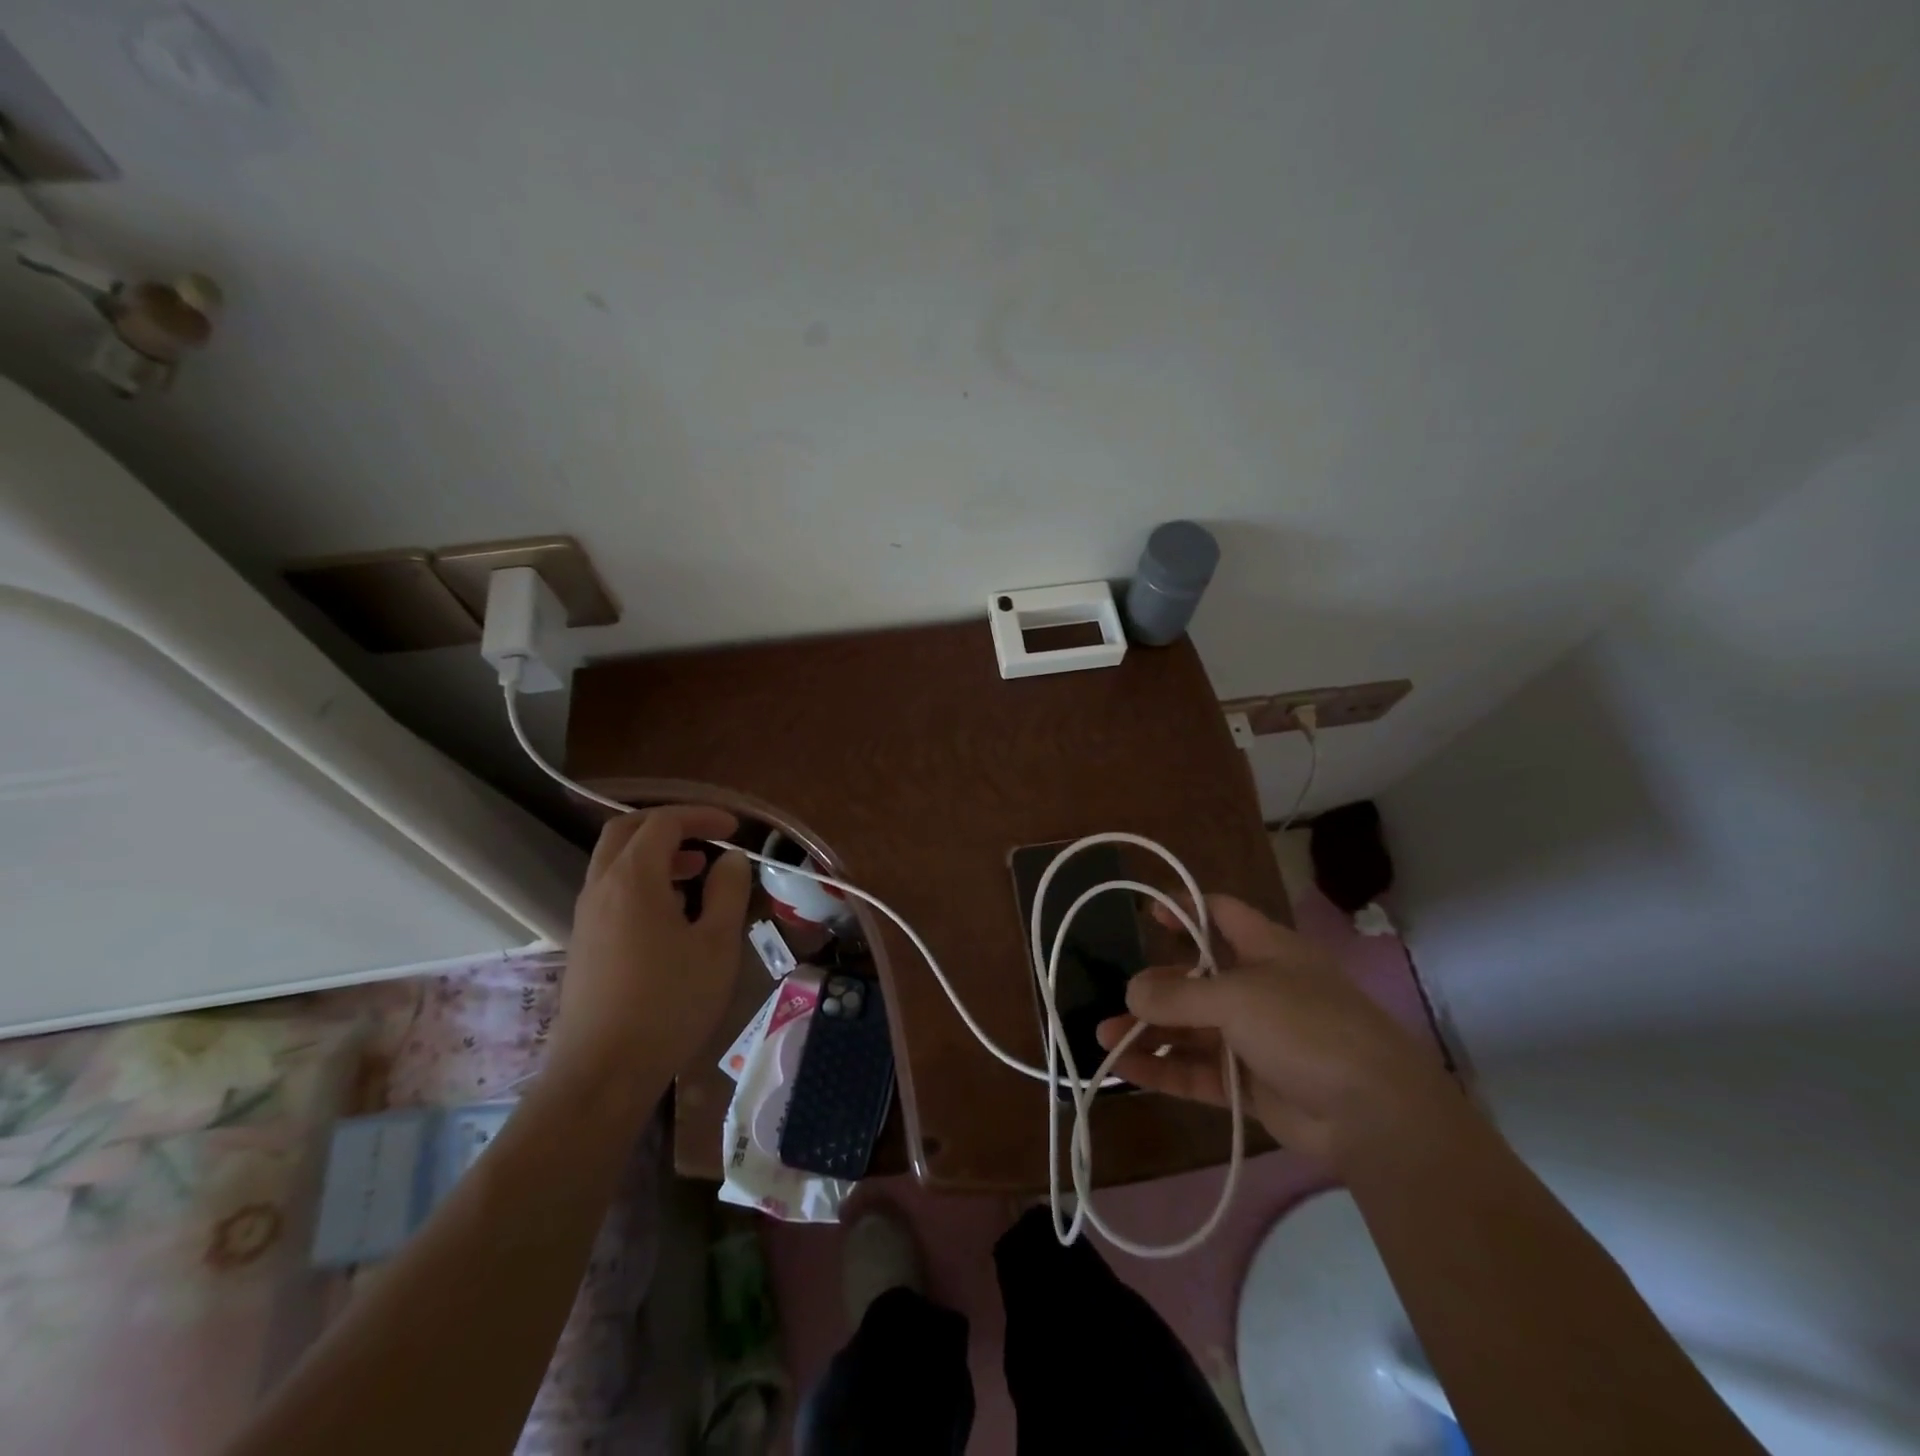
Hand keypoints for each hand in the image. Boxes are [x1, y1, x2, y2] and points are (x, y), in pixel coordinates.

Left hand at [550, 806, 752, 1094]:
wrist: (602, 1073)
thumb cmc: (669, 1003)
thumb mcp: (717, 944)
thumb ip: (728, 891)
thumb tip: (731, 859)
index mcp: (633, 878)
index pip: (663, 823)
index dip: (700, 816)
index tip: (734, 828)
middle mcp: (601, 887)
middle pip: (626, 831)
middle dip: (669, 824)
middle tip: (707, 836)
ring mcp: (586, 916)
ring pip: (615, 862)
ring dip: (655, 853)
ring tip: (696, 871)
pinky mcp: (584, 943)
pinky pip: (611, 890)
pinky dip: (642, 880)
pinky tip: (672, 912)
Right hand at [1095, 894, 1450, 1166]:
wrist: (1373, 1114)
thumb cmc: (1306, 1027)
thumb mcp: (1236, 998)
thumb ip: (1178, 996)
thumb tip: (1131, 993)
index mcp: (1268, 950)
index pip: (1221, 914)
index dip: (1185, 908)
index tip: (1147, 914)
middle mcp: (1261, 989)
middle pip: (1197, 978)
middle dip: (1157, 987)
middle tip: (1122, 998)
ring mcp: (1256, 1039)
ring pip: (1192, 1029)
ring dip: (1150, 1031)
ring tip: (1104, 1037)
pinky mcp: (1252, 1084)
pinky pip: (1198, 1071)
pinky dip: (1163, 1069)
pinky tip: (1125, 1068)